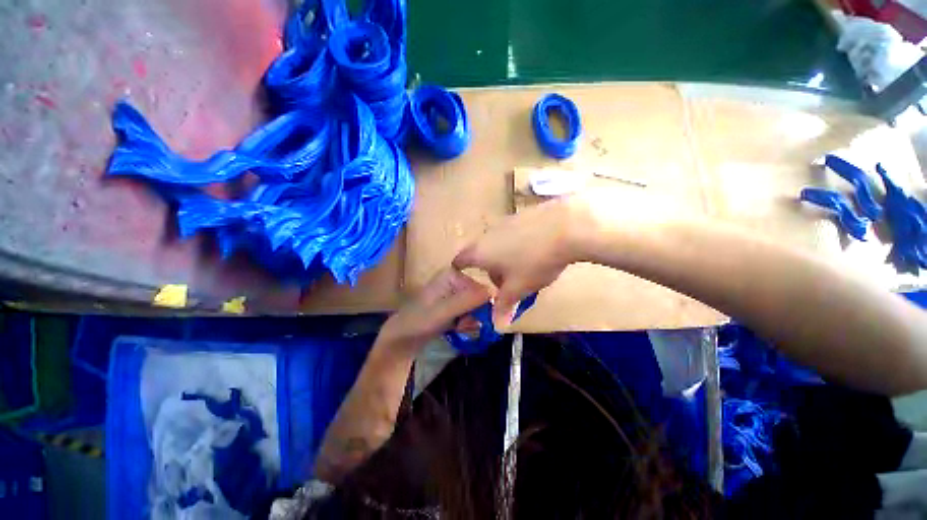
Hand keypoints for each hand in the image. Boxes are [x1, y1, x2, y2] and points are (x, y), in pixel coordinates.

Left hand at [379, 267, 491, 351]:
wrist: (401, 339)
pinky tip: (458, 329)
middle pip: (480, 297)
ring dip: (472, 320)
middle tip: (465, 326)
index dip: (484, 306)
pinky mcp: (453, 306)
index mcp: (452, 275)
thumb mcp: (442, 312)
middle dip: (476, 314)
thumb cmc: (417, 323)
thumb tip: (492, 291)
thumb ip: (466, 301)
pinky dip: (467, 323)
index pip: (481, 288)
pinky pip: (470, 313)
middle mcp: (455, 281)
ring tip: (459, 328)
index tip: (479, 320)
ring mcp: (454, 293)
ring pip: (476, 307)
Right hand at [453, 197, 582, 328]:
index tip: (470, 283)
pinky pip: (512, 234)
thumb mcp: (519, 288)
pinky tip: (537, 251)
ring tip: (525, 269)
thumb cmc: (534, 261)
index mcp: (479, 252)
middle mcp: (487, 234)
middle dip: (490, 271)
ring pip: (497, 245)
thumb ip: (504, 306)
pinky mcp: (521, 215)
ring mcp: (504, 222)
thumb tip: (497, 324)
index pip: (459, 261)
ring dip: (505, 258)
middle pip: (481, 255)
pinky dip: (517, 245)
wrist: (566, 225)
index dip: (461, 273)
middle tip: (506, 284)